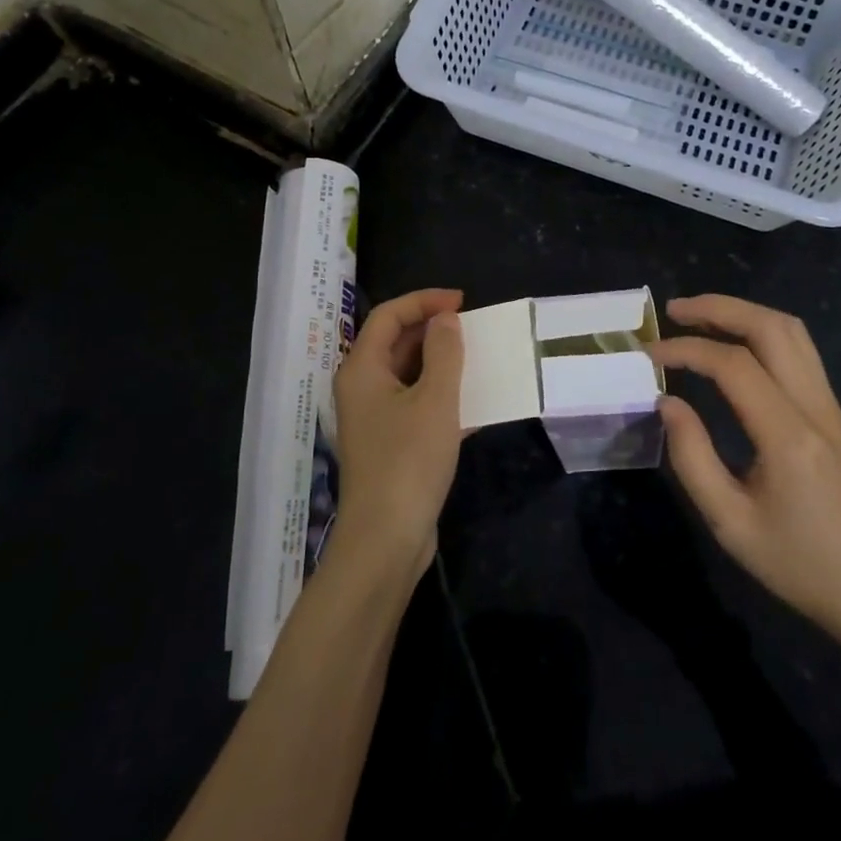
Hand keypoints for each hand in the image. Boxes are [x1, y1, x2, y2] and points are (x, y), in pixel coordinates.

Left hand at [330, 288, 466, 581]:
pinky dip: (441, 397)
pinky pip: (415, 405)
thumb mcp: (435, 400)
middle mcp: (362, 387)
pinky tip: (475, 405)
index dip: (424, 301)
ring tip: (478, 359)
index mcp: (362, 368)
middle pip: (395, 343)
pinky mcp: (390, 444)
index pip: (389, 316)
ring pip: (408, 375)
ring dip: (441, 364)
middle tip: (472, 329)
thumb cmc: (408, 461)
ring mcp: (374, 418)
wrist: (386, 539)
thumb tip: (445, 319)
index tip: (462, 302)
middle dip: (433, 331)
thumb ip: (444, 353)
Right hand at [651, 295, 840, 683]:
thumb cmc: (799, 565)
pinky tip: (734, 344)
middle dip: (719, 308)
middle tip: (674, 311)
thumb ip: (691, 457)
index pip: (733, 365)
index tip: (649, 356)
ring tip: (699, 318)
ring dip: (743, 313)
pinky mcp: (834, 414)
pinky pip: (800, 351)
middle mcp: (815, 408)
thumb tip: (667, 402)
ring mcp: (831, 407)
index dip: (686, 350)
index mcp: (788, 436)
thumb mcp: (730, 523)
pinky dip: (761, 332)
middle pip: (771, 328)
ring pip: (791, 332)